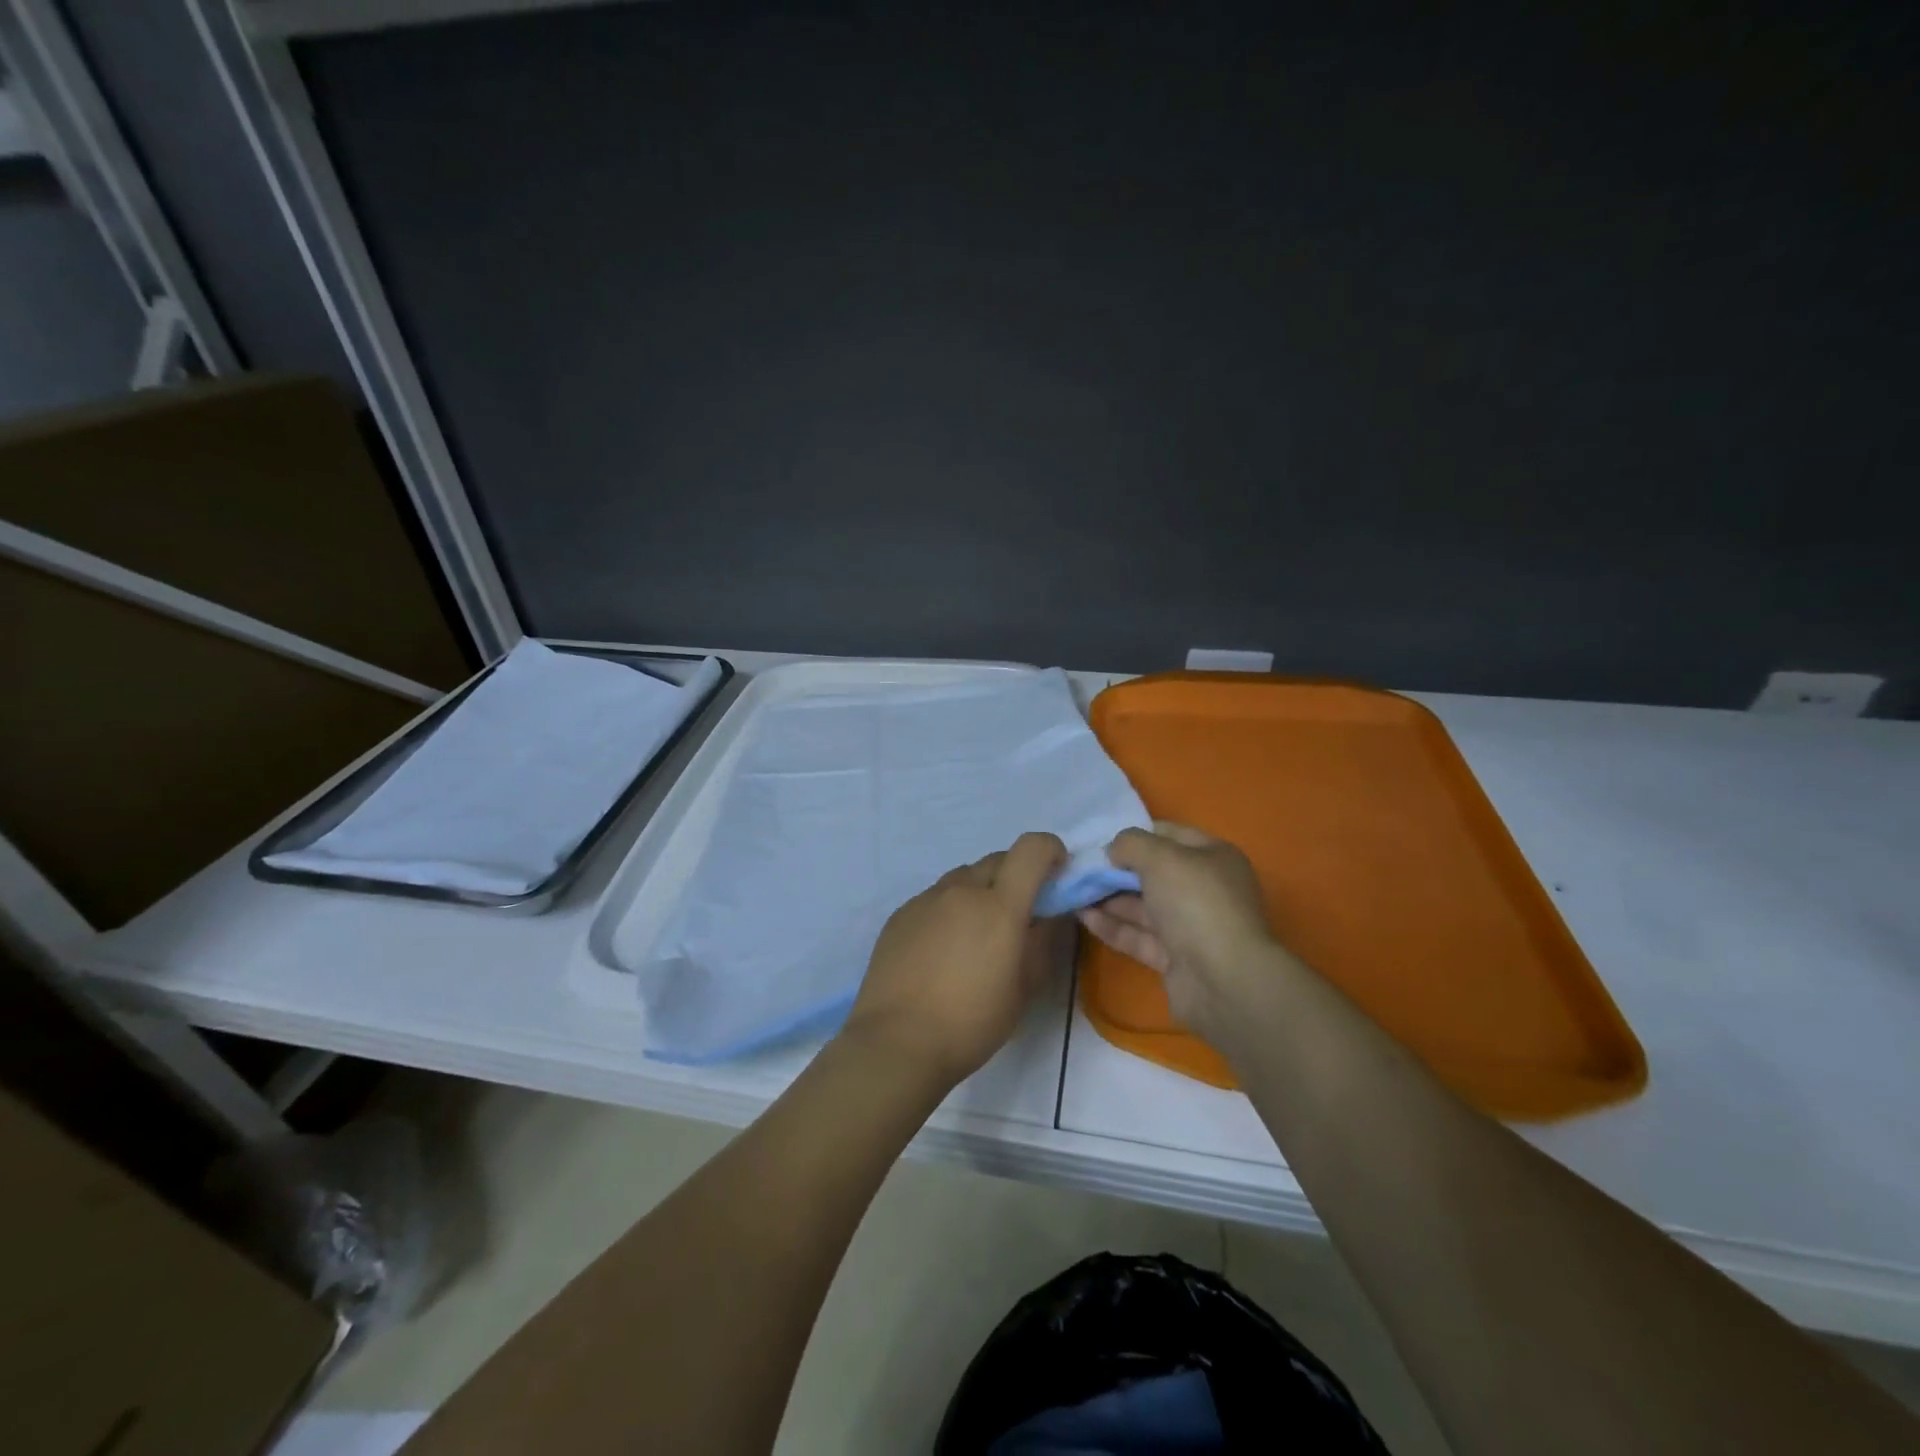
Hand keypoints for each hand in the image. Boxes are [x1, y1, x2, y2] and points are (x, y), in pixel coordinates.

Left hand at [842, 832, 1066, 1089]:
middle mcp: (961, 890)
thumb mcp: (1024, 988)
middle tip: (1019, 913)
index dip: (1051, 850)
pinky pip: (935, 898)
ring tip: (977, 934)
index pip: (1031, 849)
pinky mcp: (900, 914)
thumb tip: (1053, 914)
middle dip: (1017, 875)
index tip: (1057, 873)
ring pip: (963, 878)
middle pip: (997, 860)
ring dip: (980, 891)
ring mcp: (926, 899)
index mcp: (999, 905)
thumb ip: (1043, 942)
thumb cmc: (972, 1022)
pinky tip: (943, 949)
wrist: (897, 1042)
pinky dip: (950, 909)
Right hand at [1077, 822, 1286, 1041]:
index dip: (1135, 834)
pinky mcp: (1175, 958)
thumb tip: (1114, 850)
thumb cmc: (1196, 903)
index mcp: (1212, 856)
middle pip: (1153, 872)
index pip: (1169, 834)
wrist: (1224, 981)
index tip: (1100, 840)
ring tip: (1073, 891)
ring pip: (1143, 906)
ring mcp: (1190, 925)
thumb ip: (1131, 844)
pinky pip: (1138, 935)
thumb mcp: (1161, 857)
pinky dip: (1112, 925)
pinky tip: (1083, 917)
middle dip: (1117, 869)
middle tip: (1080, 868)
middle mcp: (1204, 888)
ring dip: (1109, 898)